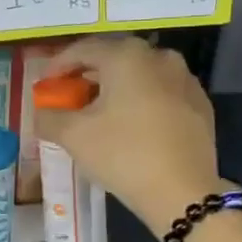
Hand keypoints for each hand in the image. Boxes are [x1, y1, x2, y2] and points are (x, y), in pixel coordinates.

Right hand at [35, 35, 229, 230]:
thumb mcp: (74, 136)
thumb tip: (41, 113)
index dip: (59, 65)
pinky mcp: (200, 105)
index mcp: (127, 56)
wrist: (183, 192)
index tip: (45, 84)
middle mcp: (159, 57)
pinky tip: (132, 126)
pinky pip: (162, 94)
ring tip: (100, 113)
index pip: (84, 49)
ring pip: (141, 76)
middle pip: (114, 59)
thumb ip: (49, 118)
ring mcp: (185, 80)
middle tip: (70, 97)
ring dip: (116, 88)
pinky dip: (141, 102)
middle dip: (88, 76)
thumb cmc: (124, 155)